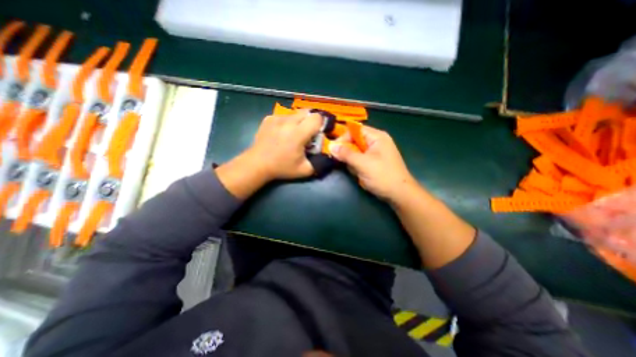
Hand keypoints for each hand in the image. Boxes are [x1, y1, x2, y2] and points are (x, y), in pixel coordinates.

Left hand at [246, 108, 320, 180]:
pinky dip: (287, 122)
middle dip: (310, 121)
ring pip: (295, 114)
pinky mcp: (269, 118)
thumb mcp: (305, 170)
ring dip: (299, 122)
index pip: (316, 118)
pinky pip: (284, 116)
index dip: (320, 124)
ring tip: (293, 134)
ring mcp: (277, 118)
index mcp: (298, 133)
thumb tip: (327, 156)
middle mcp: (288, 122)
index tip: (318, 133)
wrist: (257, 164)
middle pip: (307, 112)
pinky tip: (282, 133)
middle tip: (307, 133)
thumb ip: (319, 163)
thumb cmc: (281, 168)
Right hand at [328, 126, 418, 201]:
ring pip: (356, 151)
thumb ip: (346, 154)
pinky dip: (356, 165)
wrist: (400, 194)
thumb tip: (330, 146)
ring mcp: (375, 152)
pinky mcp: (374, 162)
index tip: (333, 148)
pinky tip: (359, 173)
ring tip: (355, 170)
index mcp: (377, 137)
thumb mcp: (362, 163)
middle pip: (355, 140)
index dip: (343, 137)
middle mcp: (376, 141)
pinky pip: (360, 159)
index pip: (355, 130)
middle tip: (341, 160)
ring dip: (352, 160)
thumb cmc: (383, 176)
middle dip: (347, 151)